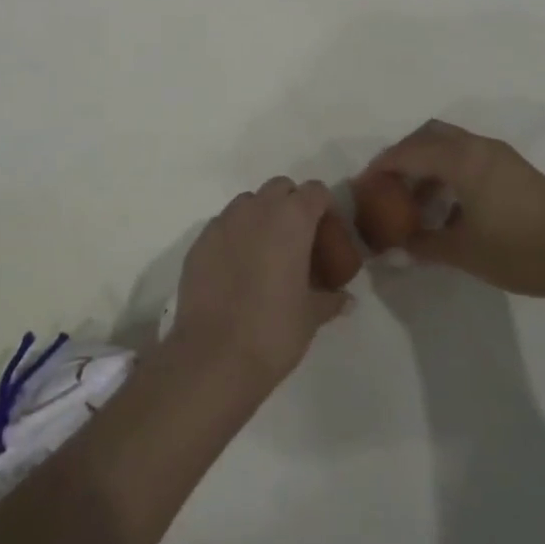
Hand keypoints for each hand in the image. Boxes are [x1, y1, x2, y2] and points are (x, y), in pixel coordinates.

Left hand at [168, 177, 350, 395]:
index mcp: (291, 219)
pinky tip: (237, 269)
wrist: (214, 355)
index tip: (328, 235)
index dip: (325, 208)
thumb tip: (345, 299)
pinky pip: (223, 225)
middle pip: (280, 188)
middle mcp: (256, 209)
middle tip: (299, 242)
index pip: (315, 191)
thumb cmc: (273, 330)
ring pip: (248, 203)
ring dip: (261, 217)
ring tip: (266, 254)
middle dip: (292, 205)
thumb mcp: (311, 316)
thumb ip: (330, 299)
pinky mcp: (199, 241)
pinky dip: (234, 236)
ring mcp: (223, 222)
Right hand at [364, 119, 544, 298]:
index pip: (408, 152)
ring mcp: (501, 156)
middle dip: (404, 155)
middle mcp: (479, 147)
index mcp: (462, 159)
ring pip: (451, 145)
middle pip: (429, 135)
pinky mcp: (516, 170)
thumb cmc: (519, 251)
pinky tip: (451, 209)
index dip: (381, 167)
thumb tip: (396, 247)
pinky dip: (450, 172)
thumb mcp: (463, 252)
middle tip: (388, 184)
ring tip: (416, 201)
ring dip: (428, 164)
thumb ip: (423, 245)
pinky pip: (470, 157)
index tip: (363, 185)